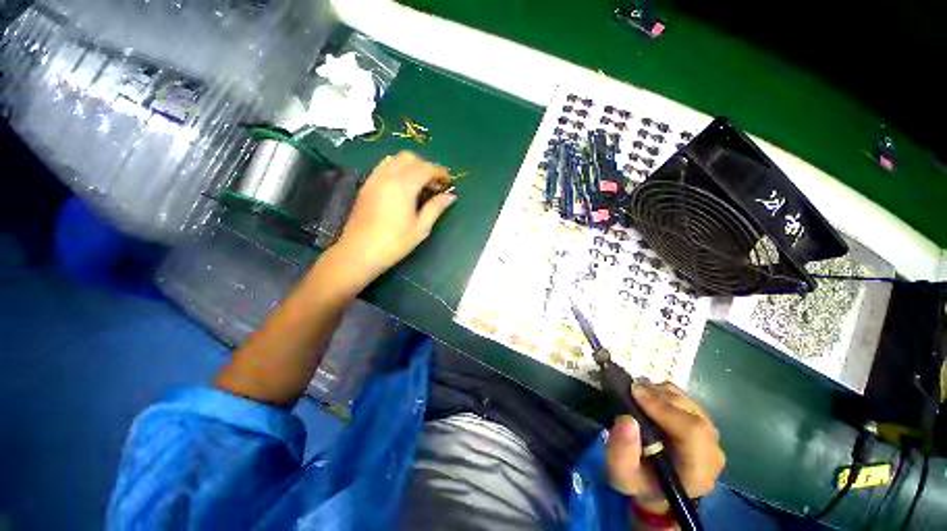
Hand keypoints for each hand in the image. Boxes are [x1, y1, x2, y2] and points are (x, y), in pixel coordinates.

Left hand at [335, 151, 455, 281]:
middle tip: (434, 184)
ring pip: (395, 159)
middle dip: (425, 166)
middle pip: (409, 158)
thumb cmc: (394, 242)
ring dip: (410, 166)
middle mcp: (388, 176)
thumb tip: (450, 196)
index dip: (439, 172)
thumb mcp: (420, 228)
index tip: (448, 182)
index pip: (425, 169)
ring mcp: (374, 179)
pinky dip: (397, 169)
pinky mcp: (366, 186)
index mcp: (403, 186)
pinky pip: (383, 167)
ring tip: (419, 184)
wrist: (359, 252)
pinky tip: (402, 187)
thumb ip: (435, 208)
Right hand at [606, 381, 724, 511]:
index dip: (664, 409)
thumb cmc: (639, 482)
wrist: (654, 486)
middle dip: (658, 396)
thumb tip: (627, 419)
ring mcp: (711, 437)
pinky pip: (685, 399)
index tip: (635, 393)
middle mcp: (712, 453)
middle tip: (631, 388)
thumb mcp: (621, 475)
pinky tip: (648, 397)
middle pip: (691, 413)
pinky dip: (664, 393)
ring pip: (687, 402)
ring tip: (636, 393)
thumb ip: (622, 452)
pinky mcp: (704, 424)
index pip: (693, 432)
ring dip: (659, 393)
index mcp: (698, 472)